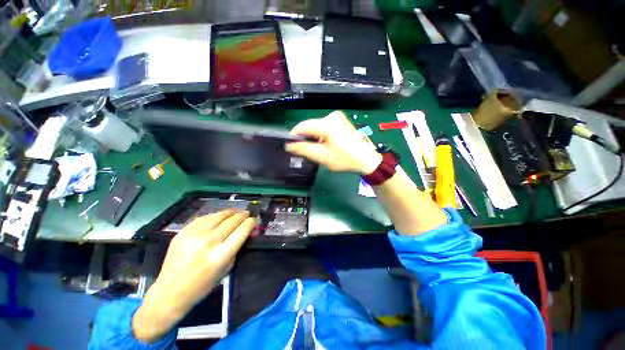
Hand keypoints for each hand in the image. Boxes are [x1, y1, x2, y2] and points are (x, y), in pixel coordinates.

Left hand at [132, 210, 256, 342]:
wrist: (170, 292)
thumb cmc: (202, 285)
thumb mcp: (226, 268)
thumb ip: (238, 248)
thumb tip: (247, 232)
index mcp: (221, 254)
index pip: (243, 230)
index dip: (251, 222)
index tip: (255, 220)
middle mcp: (209, 242)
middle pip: (232, 220)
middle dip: (243, 215)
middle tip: (247, 214)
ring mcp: (194, 235)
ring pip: (218, 215)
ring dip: (230, 212)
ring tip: (235, 212)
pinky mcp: (183, 232)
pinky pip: (204, 218)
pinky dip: (214, 216)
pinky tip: (218, 217)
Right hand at [286, 111, 382, 174]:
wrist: (365, 158)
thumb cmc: (345, 159)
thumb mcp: (322, 156)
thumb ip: (304, 149)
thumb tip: (289, 145)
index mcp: (327, 124)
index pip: (303, 126)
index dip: (294, 136)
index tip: (291, 146)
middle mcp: (331, 116)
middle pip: (310, 126)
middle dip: (306, 138)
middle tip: (306, 151)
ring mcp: (337, 117)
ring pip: (316, 126)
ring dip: (314, 137)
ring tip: (318, 149)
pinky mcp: (340, 120)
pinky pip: (324, 126)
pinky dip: (321, 135)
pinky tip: (325, 144)